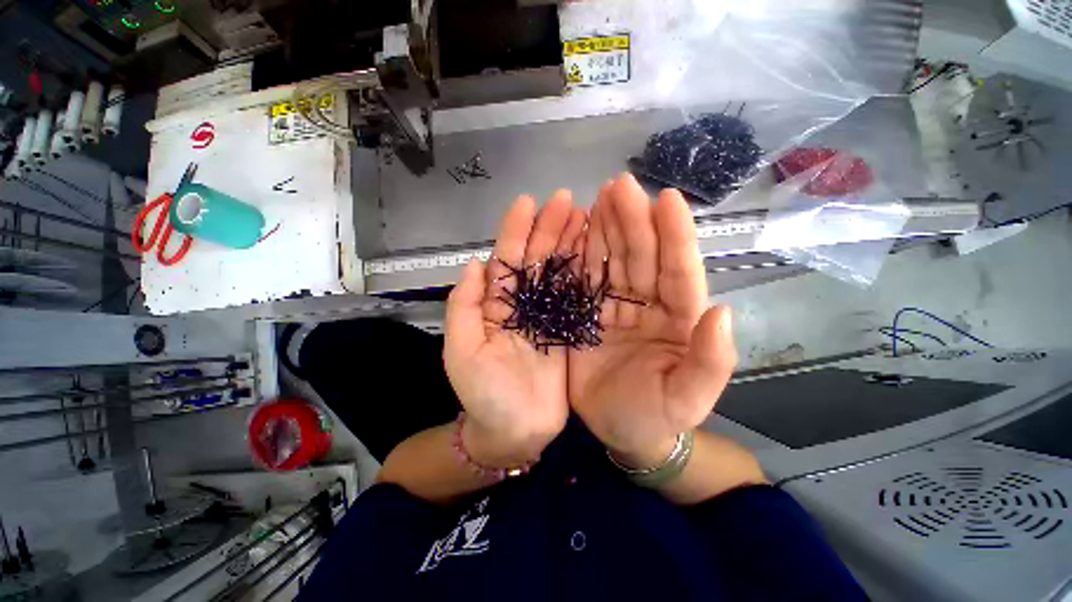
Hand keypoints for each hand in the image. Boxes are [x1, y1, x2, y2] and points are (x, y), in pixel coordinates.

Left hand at [444, 192, 586, 468]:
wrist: (515, 432)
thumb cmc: (484, 395)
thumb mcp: (461, 352)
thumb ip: (464, 308)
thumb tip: (474, 264)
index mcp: (495, 305)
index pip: (506, 260)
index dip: (516, 231)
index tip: (528, 203)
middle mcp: (524, 303)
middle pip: (537, 259)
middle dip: (549, 229)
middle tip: (567, 201)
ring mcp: (550, 315)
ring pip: (560, 272)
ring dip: (571, 244)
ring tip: (585, 216)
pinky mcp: (571, 330)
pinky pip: (578, 297)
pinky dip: (586, 273)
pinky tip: (597, 252)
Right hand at [568, 175, 736, 468]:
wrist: (619, 431)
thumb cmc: (655, 417)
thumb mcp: (687, 398)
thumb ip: (710, 360)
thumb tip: (721, 311)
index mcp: (678, 320)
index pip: (679, 270)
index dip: (674, 235)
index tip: (666, 198)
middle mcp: (648, 305)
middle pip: (642, 256)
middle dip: (633, 219)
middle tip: (618, 186)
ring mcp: (614, 307)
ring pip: (613, 260)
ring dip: (607, 228)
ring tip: (599, 198)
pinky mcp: (588, 314)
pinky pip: (585, 279)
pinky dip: (581, 254)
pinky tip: (577, 230)